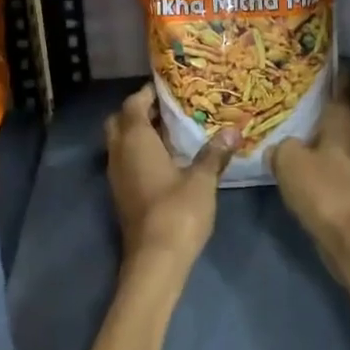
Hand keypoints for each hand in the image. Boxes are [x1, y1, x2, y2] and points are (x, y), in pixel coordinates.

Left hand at [104, 85, 240, 272]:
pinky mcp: (121, 195)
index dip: (147, 93)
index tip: (169, 87)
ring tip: (170, 131)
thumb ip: (214, 153)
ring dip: (138, 133)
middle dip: (138, 111)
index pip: (133, 104)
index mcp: (134, 141)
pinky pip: (125, 161)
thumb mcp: (202, 180)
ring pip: (120, 143)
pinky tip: (165, 160)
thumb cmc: (177, 212)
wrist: (155, 262)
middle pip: (120, 121)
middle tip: (167, 109)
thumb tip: (233, 130)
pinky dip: (138, 153)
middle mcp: (119, 153)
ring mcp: (116, 176)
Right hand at [271, 74, 349, 286]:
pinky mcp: (348, 184)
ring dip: (323, 124)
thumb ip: (280, 146)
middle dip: (331, 95)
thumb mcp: (289, 159)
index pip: (344, 85)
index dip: (338, 70)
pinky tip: (299, 151)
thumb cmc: (323, 189)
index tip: (326, 55)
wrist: (349, 240)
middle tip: (306, 82)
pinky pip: (331, 156)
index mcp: (342, 121)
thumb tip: (278, 146)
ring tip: (297, 114)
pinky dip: (319, 149)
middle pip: (345, 108)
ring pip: (338, 133)